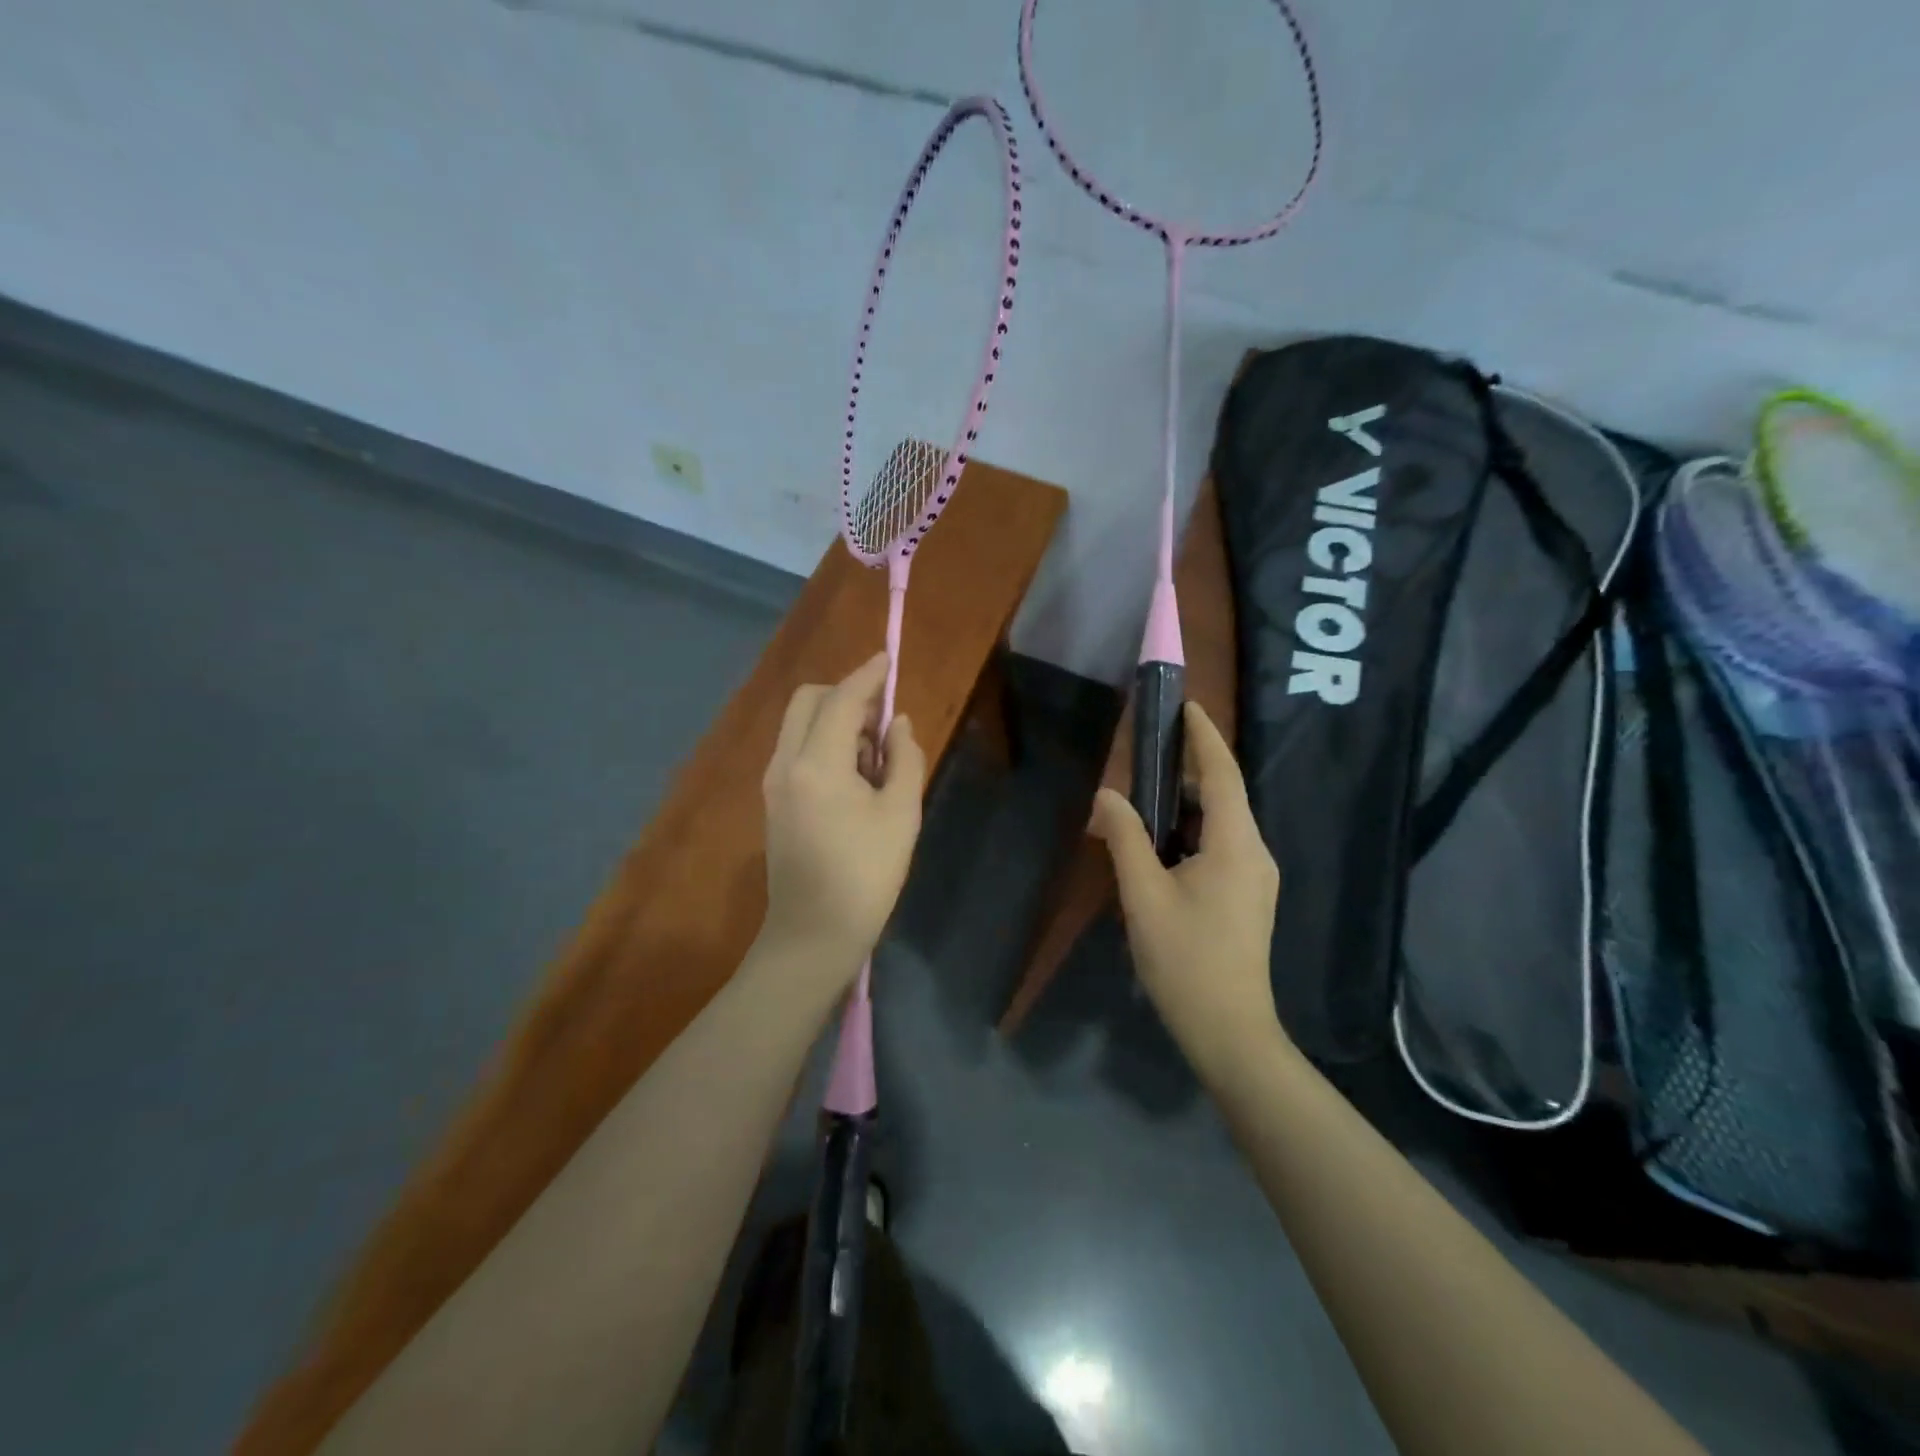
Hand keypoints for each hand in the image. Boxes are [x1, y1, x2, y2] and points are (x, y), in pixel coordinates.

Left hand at [760, 654, 926, 981]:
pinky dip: (823, 744)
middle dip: (845, 696)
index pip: (841, 699)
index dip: (867, 675)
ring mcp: (773, 782)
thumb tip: (897, 724)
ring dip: (835, 722)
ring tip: (875, 761)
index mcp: (817, 763)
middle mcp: (785, 763)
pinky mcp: (773, 801)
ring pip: (800, 724)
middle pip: (809, 701)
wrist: (813, 936)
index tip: (888, 658)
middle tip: (882, 723)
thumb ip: (904, 759)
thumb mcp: (901, 815)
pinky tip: (853, 779)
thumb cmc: (866, 876)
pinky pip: (796, 750)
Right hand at [1090, 702, 1282, 1067]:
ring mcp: (1255, 877)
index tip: (1187, 706)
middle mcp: (1255, 852)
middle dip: (1188, 770)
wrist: (1229, 1030)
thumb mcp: (1144, 896)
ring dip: (1185, 805)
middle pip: (1223, 795)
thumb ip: (1124, 838)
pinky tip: (1158, 845)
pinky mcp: (1248, 896)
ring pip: (1220, 823)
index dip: (1205, 738)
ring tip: (1143, 798)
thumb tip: (1106, 796)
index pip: (1223, 775)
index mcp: (1236, 844)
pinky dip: (1189, 832)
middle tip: (1147, 753)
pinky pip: (1220, 846)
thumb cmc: (1185, 959)